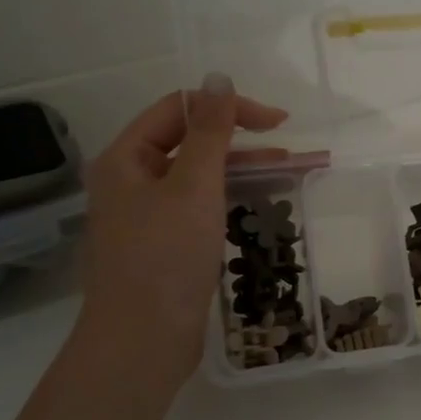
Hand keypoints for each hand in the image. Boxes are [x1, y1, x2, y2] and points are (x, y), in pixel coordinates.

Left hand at [78, 75, 287, 377]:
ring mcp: (148, 215)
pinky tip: (263, 201)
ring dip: (245, 169)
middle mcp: (132, 181)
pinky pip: (202, 206)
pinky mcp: (165, 245)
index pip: (179, 110)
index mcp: (126, 158)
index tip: (278, 122)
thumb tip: (219, 77)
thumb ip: (210, 131)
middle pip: (190, 142)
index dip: (228, 108)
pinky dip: (233, 197)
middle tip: (292, 147)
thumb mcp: (193, 186)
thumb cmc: (165, 257)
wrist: (142, 342)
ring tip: (294, 170)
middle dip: (243, 140)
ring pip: (201, 176)